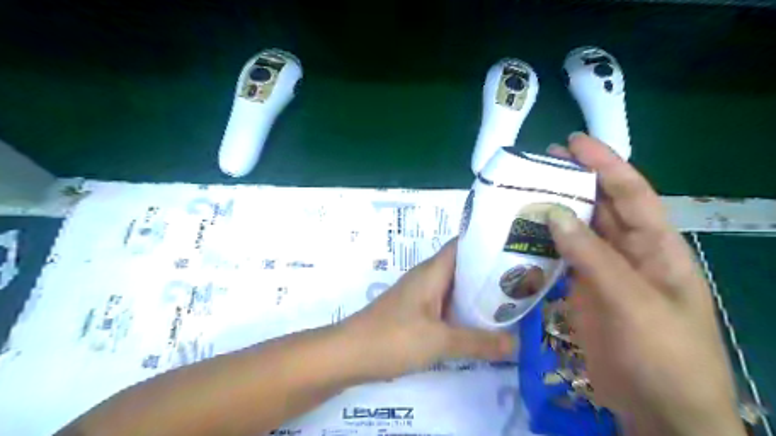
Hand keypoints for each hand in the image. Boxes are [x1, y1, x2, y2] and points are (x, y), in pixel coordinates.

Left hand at [340, 238, 512, 380]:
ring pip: (454, 288)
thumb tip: (517, 343)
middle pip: (463, 267)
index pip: (463, 245)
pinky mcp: (415, 313)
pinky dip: (463, 311)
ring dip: (477, 294)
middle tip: (522, 282)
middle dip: (490, 273)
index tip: (516, 250)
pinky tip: (480, 325)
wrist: (349, 354)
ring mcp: (420, 296)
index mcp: (432, 271)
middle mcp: (427, 278)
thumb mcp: (440, 341)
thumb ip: (479, 342)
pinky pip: (445, 305)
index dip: (488, 244)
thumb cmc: (393, 338)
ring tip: (510, 303)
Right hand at [545, 133, 744, 435]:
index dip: (605, 165)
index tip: (574, 143)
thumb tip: (554, 213)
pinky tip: (522, 235)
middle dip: (575, 181)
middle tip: (540, 162)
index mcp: (657, 248)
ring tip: (524, 192)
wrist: (658, 412)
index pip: (631, 194)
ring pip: (578, 233)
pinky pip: (562, 259)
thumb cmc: (664, 355)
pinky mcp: (583, 291)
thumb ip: (592, 257)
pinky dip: (543, 245)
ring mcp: (604, 273)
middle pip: (601, 208)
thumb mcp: (633, 302)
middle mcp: (630, 253)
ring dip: (555, 212)